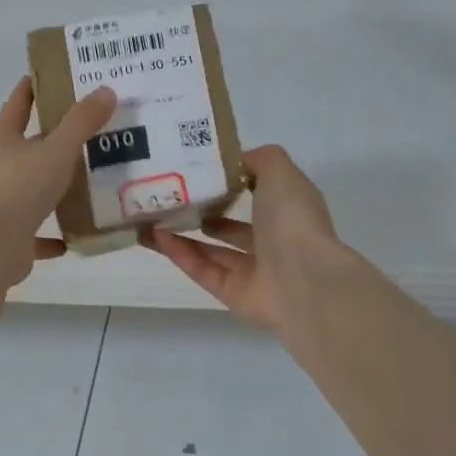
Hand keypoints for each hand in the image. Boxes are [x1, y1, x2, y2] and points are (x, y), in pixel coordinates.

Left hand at [0, 77, 116, 284]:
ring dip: (55, 185)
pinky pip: (36, 231)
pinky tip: (76, 233)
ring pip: (32, 187)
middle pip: (27, 145)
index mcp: (2, 138)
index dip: (36, 86)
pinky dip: (53, 233)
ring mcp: (0, 202)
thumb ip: (81, 122)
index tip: (59, 75)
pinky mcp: (9, 235)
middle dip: (55, 138)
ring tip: (90, 180)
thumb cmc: (18, 188)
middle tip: (92, 128)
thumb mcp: (56, 150)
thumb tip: (105, 90)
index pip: (19, 101)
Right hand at [146, 145, 339, 331]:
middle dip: (202, 212)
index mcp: (288, 211)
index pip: (258, 193)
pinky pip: (203, 271)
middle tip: (169, 196)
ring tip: (153, 216)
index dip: (229, 182)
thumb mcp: (279, 172)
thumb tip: (232, 162)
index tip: (197, 170)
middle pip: (232, 227)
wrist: (303, 280)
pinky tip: (156, 237)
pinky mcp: (233, 295)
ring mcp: (254, 272)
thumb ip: (257, 160)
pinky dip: (181, 254)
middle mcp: (273, 241)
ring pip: (212, 251)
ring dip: (182, 234)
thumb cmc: (292, 220)